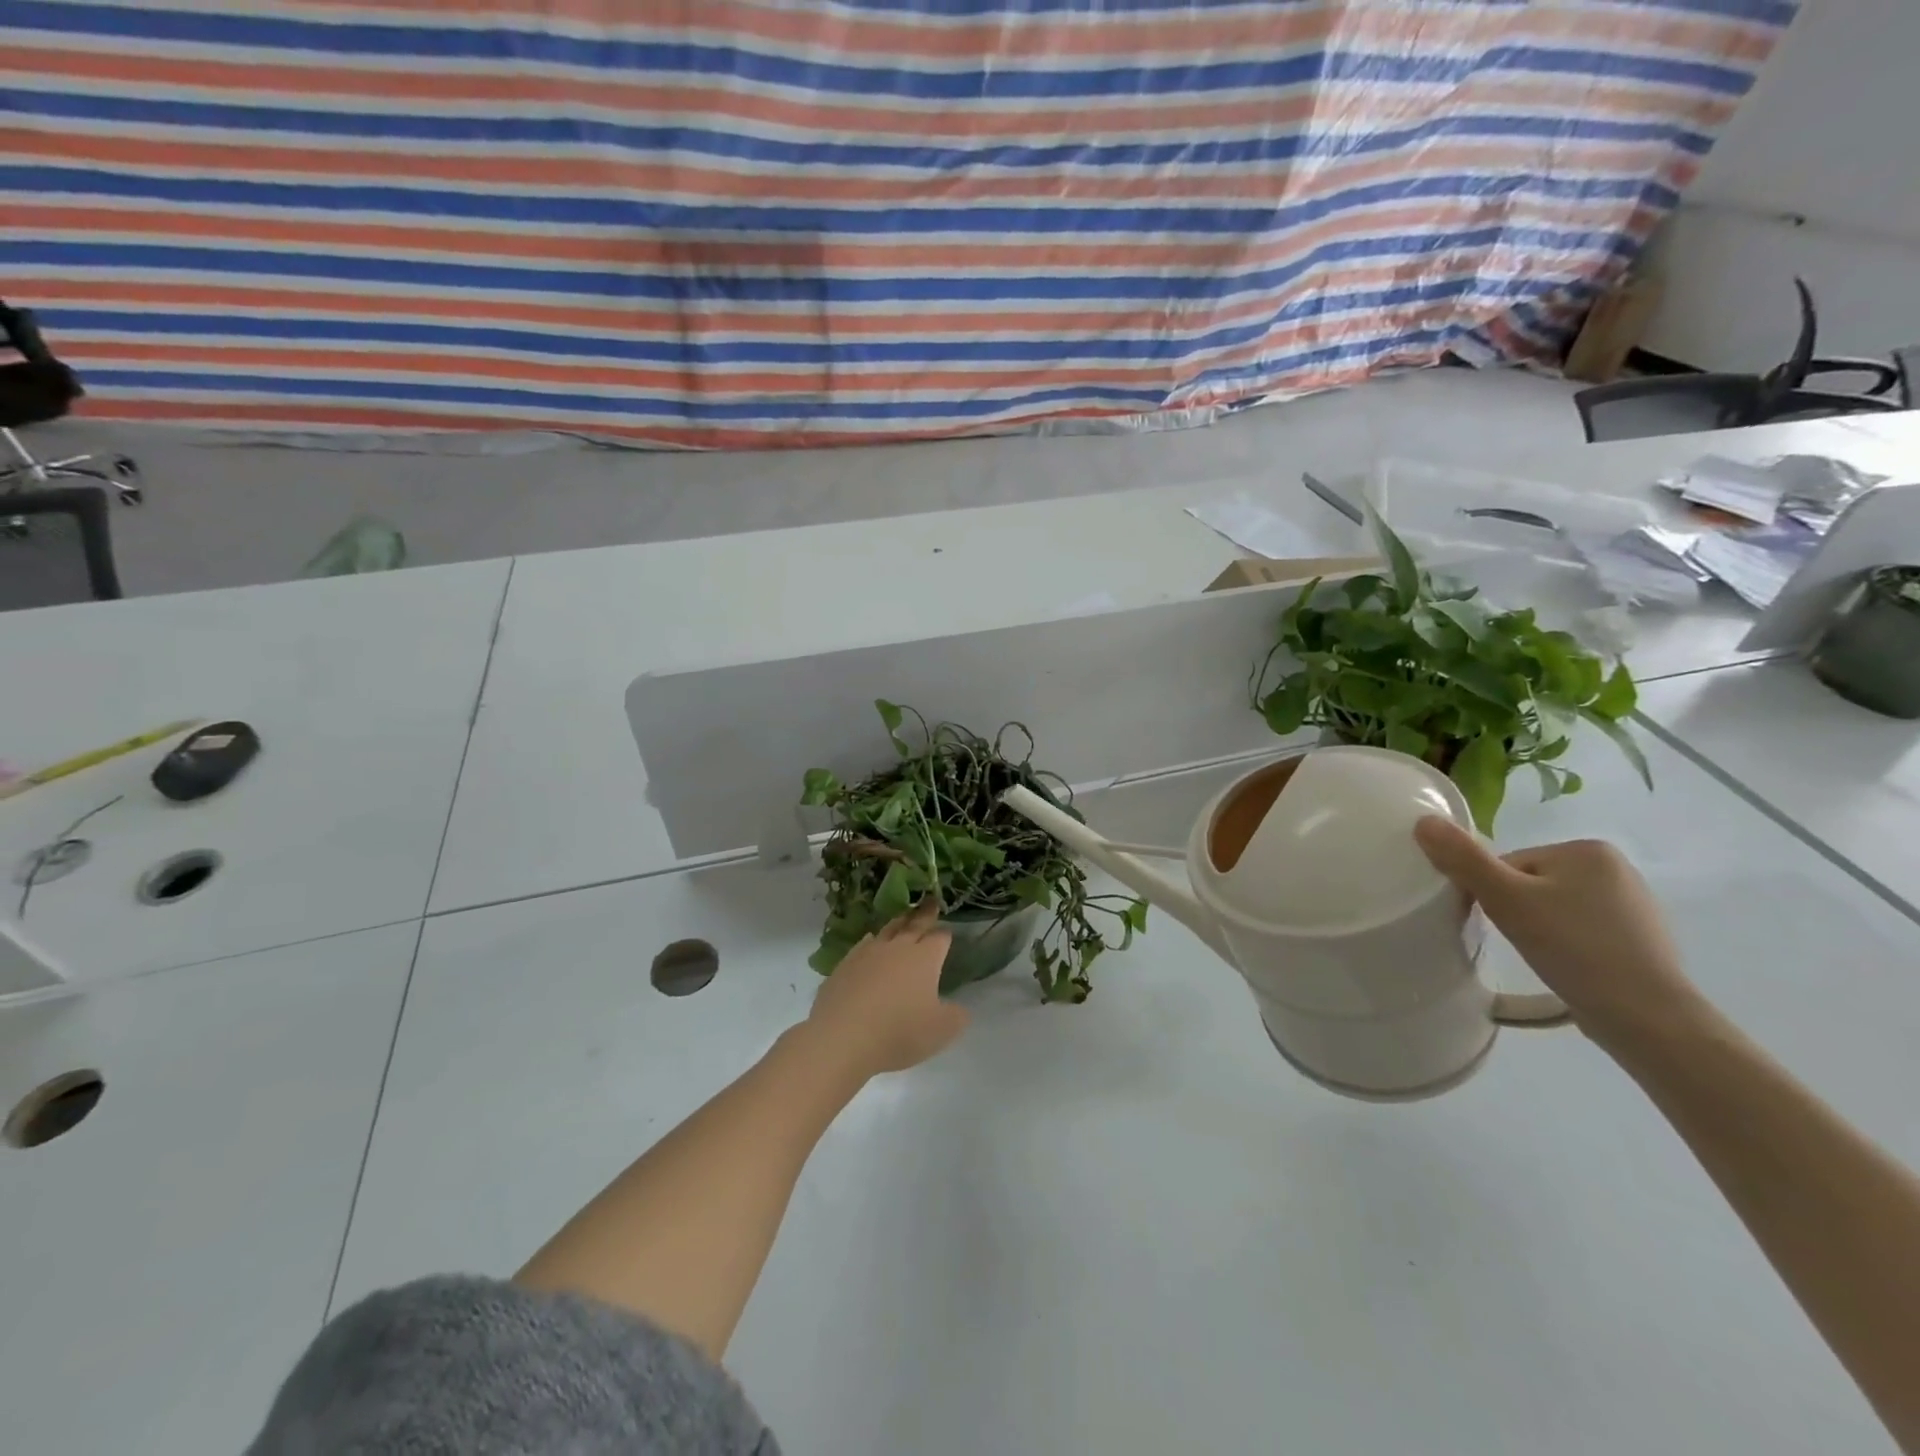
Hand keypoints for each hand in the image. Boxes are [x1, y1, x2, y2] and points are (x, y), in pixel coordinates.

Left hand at [805, 901, 970, 1076]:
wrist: (843, 1036)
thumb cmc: (899, 1032)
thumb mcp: (941, 1030)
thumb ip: (956, 1016)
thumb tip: (960, 1009)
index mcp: (925, 958)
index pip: (939, 939)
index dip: (945, 936)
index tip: (947, 933)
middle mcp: (898, 948)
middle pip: (914, 925)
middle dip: (925, 914)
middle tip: (931, 902)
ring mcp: (868, 953)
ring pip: (887, 930)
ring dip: (898, 922)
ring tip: (904, 917)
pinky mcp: (845, 965)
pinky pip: (863, 945)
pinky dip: (871, 941)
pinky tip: (871, 942)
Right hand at [1413, 817, 1711, 1054]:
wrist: (1648, 1018)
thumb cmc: (1574, 948)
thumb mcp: (1506, 899)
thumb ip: (1463, 859)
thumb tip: (1423, 821)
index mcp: (1587, 850)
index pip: (1509, 864)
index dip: (1492, 893)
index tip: (1499, 922)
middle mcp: (1616, 868)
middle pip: (1530, 883)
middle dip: (1517, 911)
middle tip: (1522, 942)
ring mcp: (1634, 905)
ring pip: (1554, 908)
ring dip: (1540, 929)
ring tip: (1546, 957)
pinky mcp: (1640, 939)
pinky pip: (1581, 930)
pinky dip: (1568, 946)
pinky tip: (1570, 968)